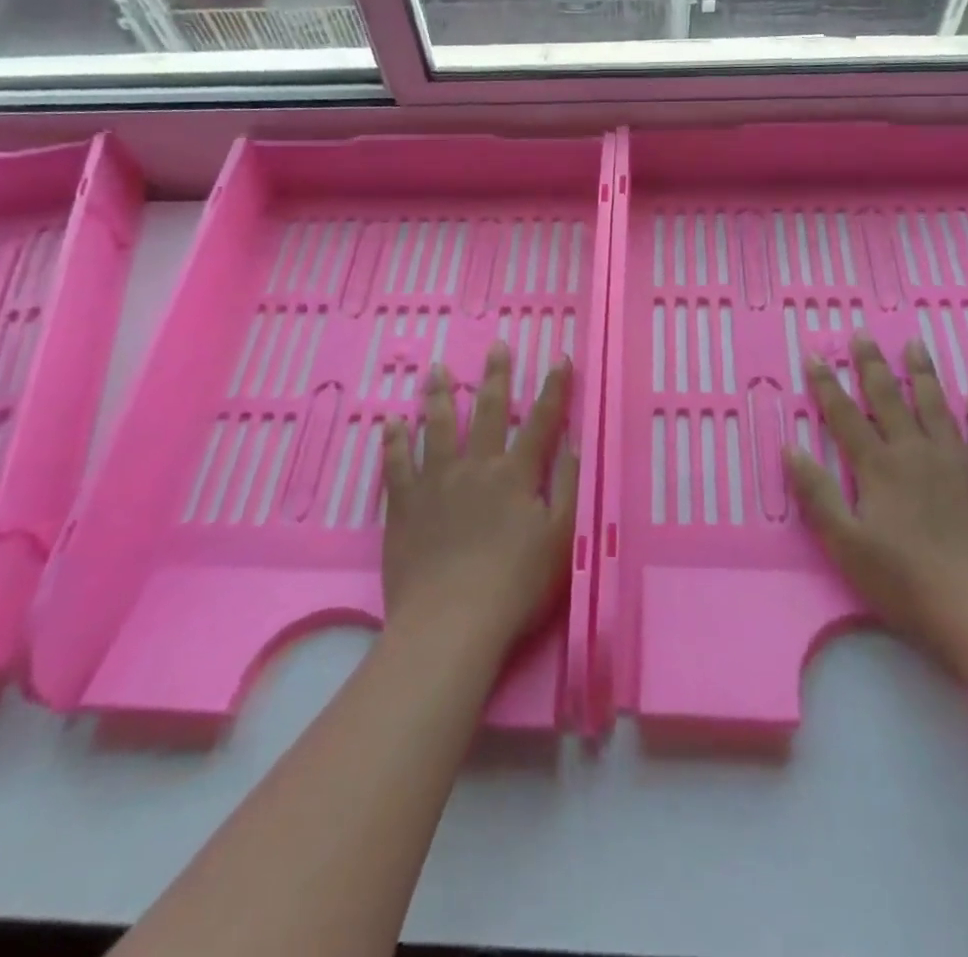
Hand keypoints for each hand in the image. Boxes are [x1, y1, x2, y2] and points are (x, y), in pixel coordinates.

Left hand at [382, 344, 577, 656]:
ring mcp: (436, 482)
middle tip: (495, 345)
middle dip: (496, 376)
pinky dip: (394, 440)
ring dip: (440, 395)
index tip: (560, 358)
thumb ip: (570, 487)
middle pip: (489, 411)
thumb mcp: (561, 538)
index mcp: (516, 475)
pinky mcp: (405, 505)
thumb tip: (575, 442)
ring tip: (437, 369)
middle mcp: (476, 467)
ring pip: (439, 426)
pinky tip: (391, 421)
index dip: (554, 389)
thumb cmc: (516, 586)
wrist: (451, 623)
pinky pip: (397, 463)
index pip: (541, 421)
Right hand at [787, 335, 967, 673]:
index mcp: (878, 467)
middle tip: (863, 335)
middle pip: (889, 399)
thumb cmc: (908, 581)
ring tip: (914, 345)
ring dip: (922, 374)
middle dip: (872, 366)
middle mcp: (916, 452)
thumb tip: (791, 449)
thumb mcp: (847, 544)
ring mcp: (959, 461)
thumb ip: (818, 494)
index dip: (826, 385)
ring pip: (936, 405)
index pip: (845, 416)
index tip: (814, 356)